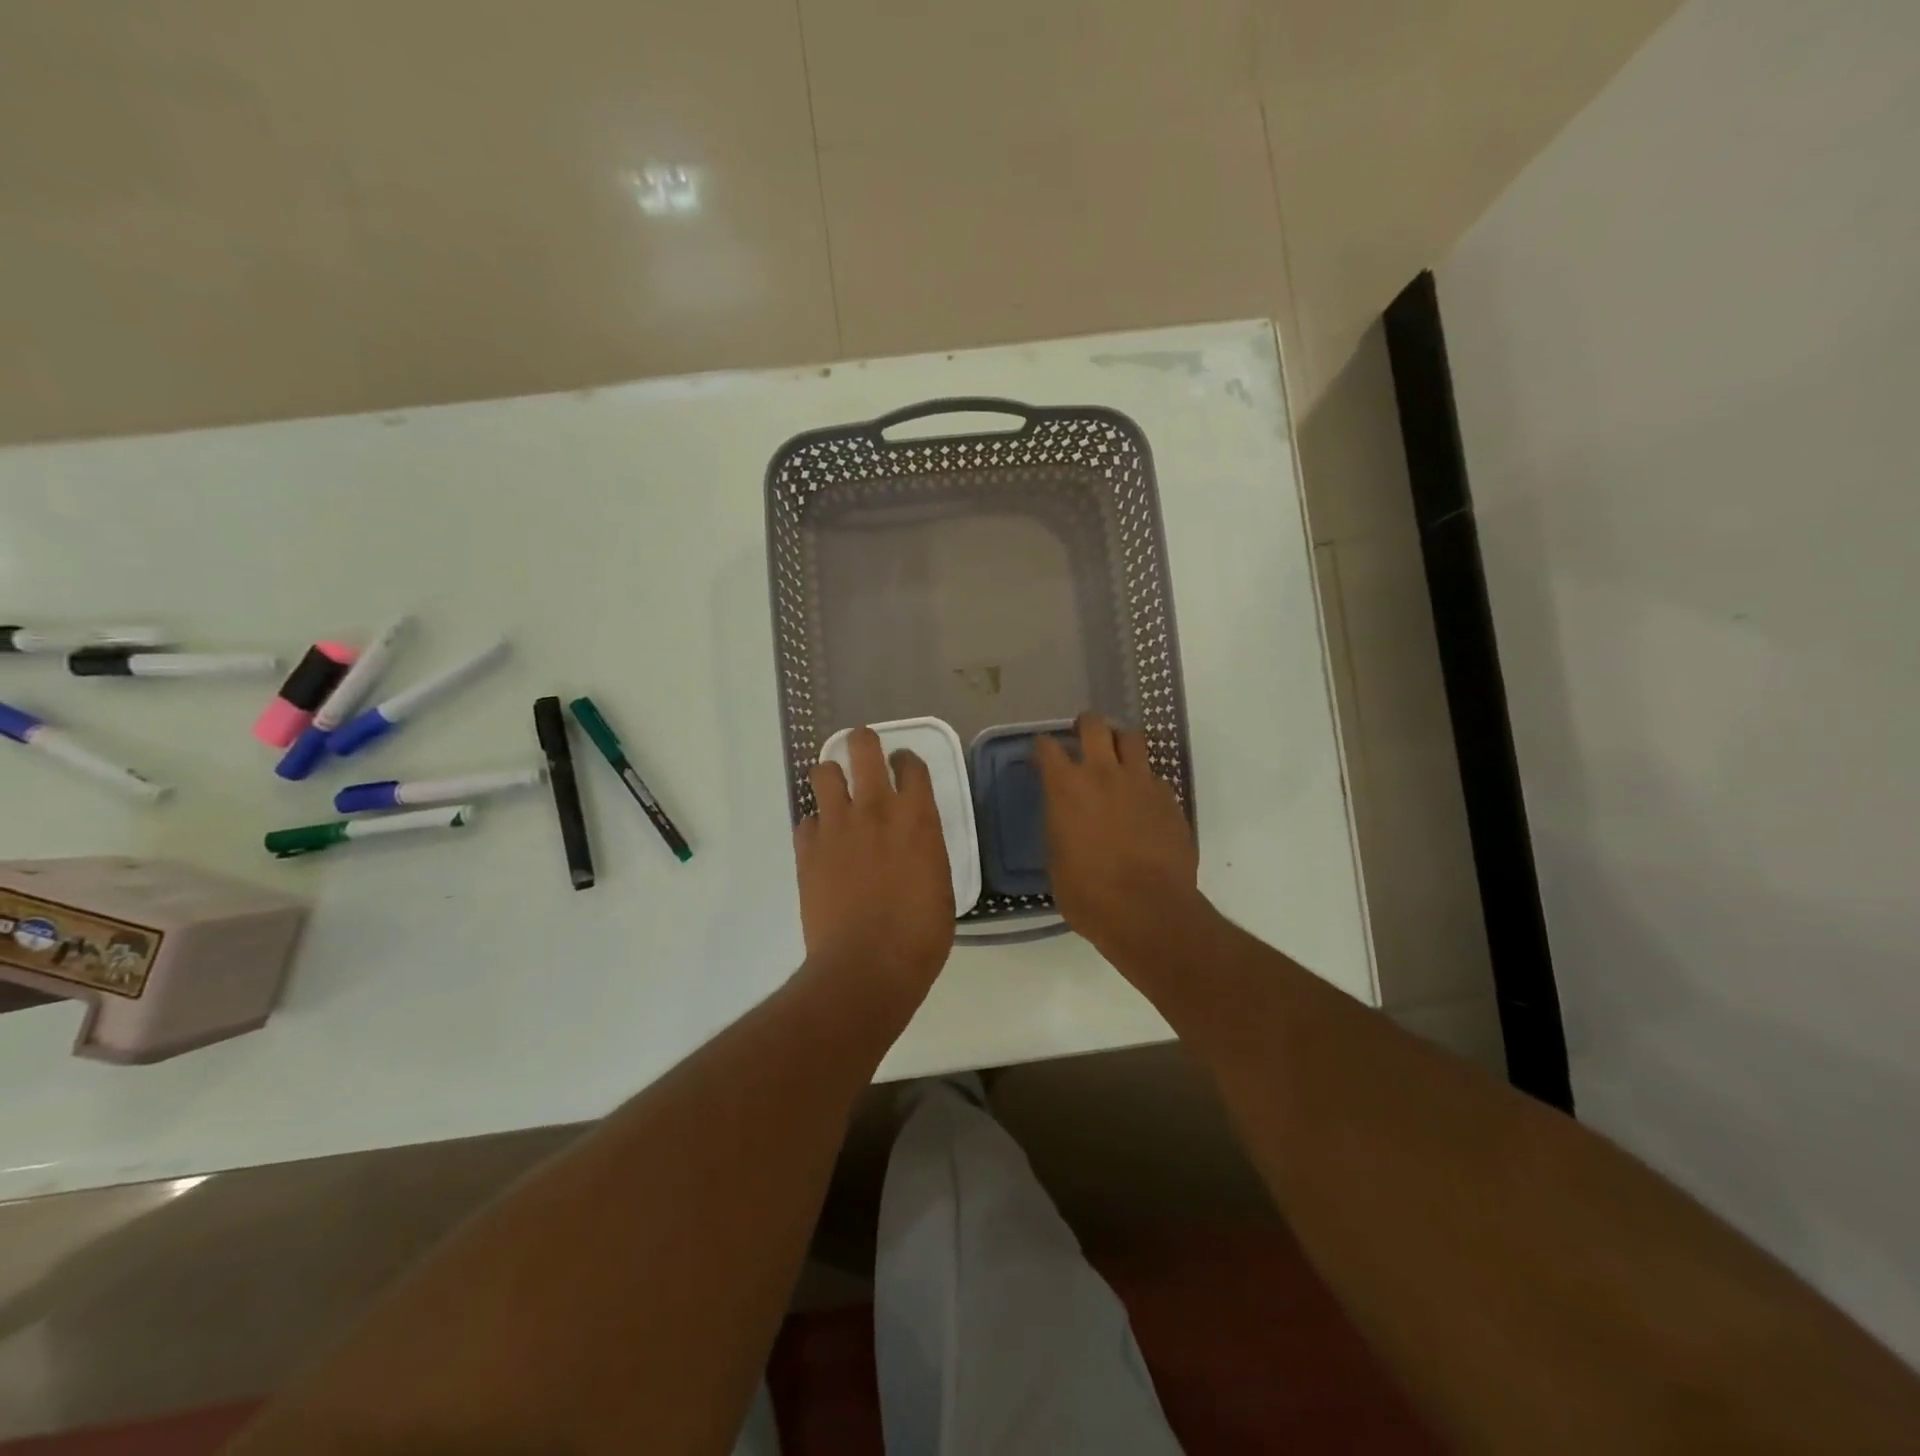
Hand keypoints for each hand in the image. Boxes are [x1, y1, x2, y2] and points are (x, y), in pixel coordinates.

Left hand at [795, 727, 955, 1006]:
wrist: (867, 966)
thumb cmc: (920, 933)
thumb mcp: (939, 882)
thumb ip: (925, 848)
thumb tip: (914, 842)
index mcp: (917, 816)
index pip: (911, 764)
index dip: (906, 761)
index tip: (903, 767)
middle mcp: (875, 808)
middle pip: (862, 747)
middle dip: (863, 743)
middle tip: (864, 754)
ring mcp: (836, 825)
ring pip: (823, 772)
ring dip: (831, 777)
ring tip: (837, 793)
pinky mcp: (807, 848)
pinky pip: (806, 819)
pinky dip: (815, 825)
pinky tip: (823, 842)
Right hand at [1036, 712, 1202, 967]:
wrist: (1150, 912)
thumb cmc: (1090, 895)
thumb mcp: (1056, 861)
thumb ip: (1059, 827)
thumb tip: (1065, 818)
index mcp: (1066, 788)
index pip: (1047, 747)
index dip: (1042, 747)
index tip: (1041, 754)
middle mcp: (1103, 773)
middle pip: (1094, 725)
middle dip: (1085, 726)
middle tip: (1082, 737)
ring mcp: (1141, 782)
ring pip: (1132, 738)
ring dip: (1119, 742)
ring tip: (1116, 757)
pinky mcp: (1169, 798)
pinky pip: (1153, 774)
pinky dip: (1143, 778)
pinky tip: (1141, 799)